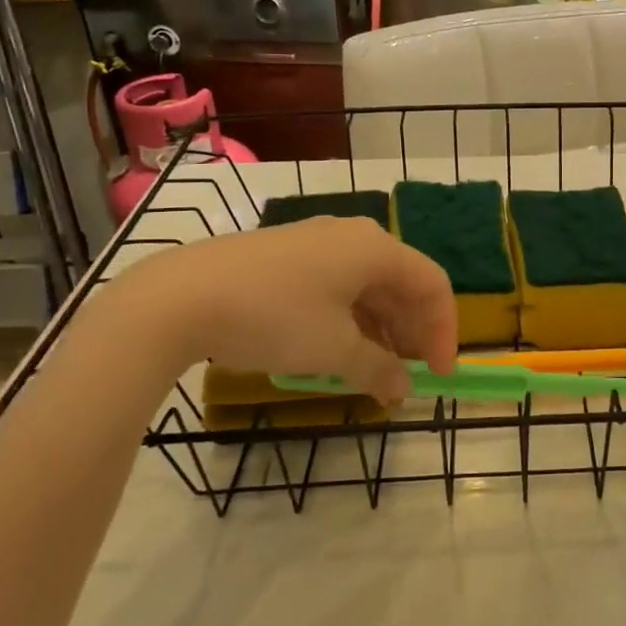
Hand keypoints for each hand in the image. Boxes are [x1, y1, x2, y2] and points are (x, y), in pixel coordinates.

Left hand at [114, 217, 457, 403]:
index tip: (438, 376)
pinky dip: (350, 320)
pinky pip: (336, 287)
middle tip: (409, 378)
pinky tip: (338, 352)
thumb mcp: (333, 350)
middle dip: (413, 333)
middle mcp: (352, 237)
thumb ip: (379, 369)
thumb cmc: (274, 317)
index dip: (445, 331)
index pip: (432, 284)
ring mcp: (316, 244)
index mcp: (375, 248)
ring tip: (375, 373)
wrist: (180, 297)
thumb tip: (403, 389)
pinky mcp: (286, 258)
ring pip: (368, 287)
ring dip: (381, 331)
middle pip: (402, 284)